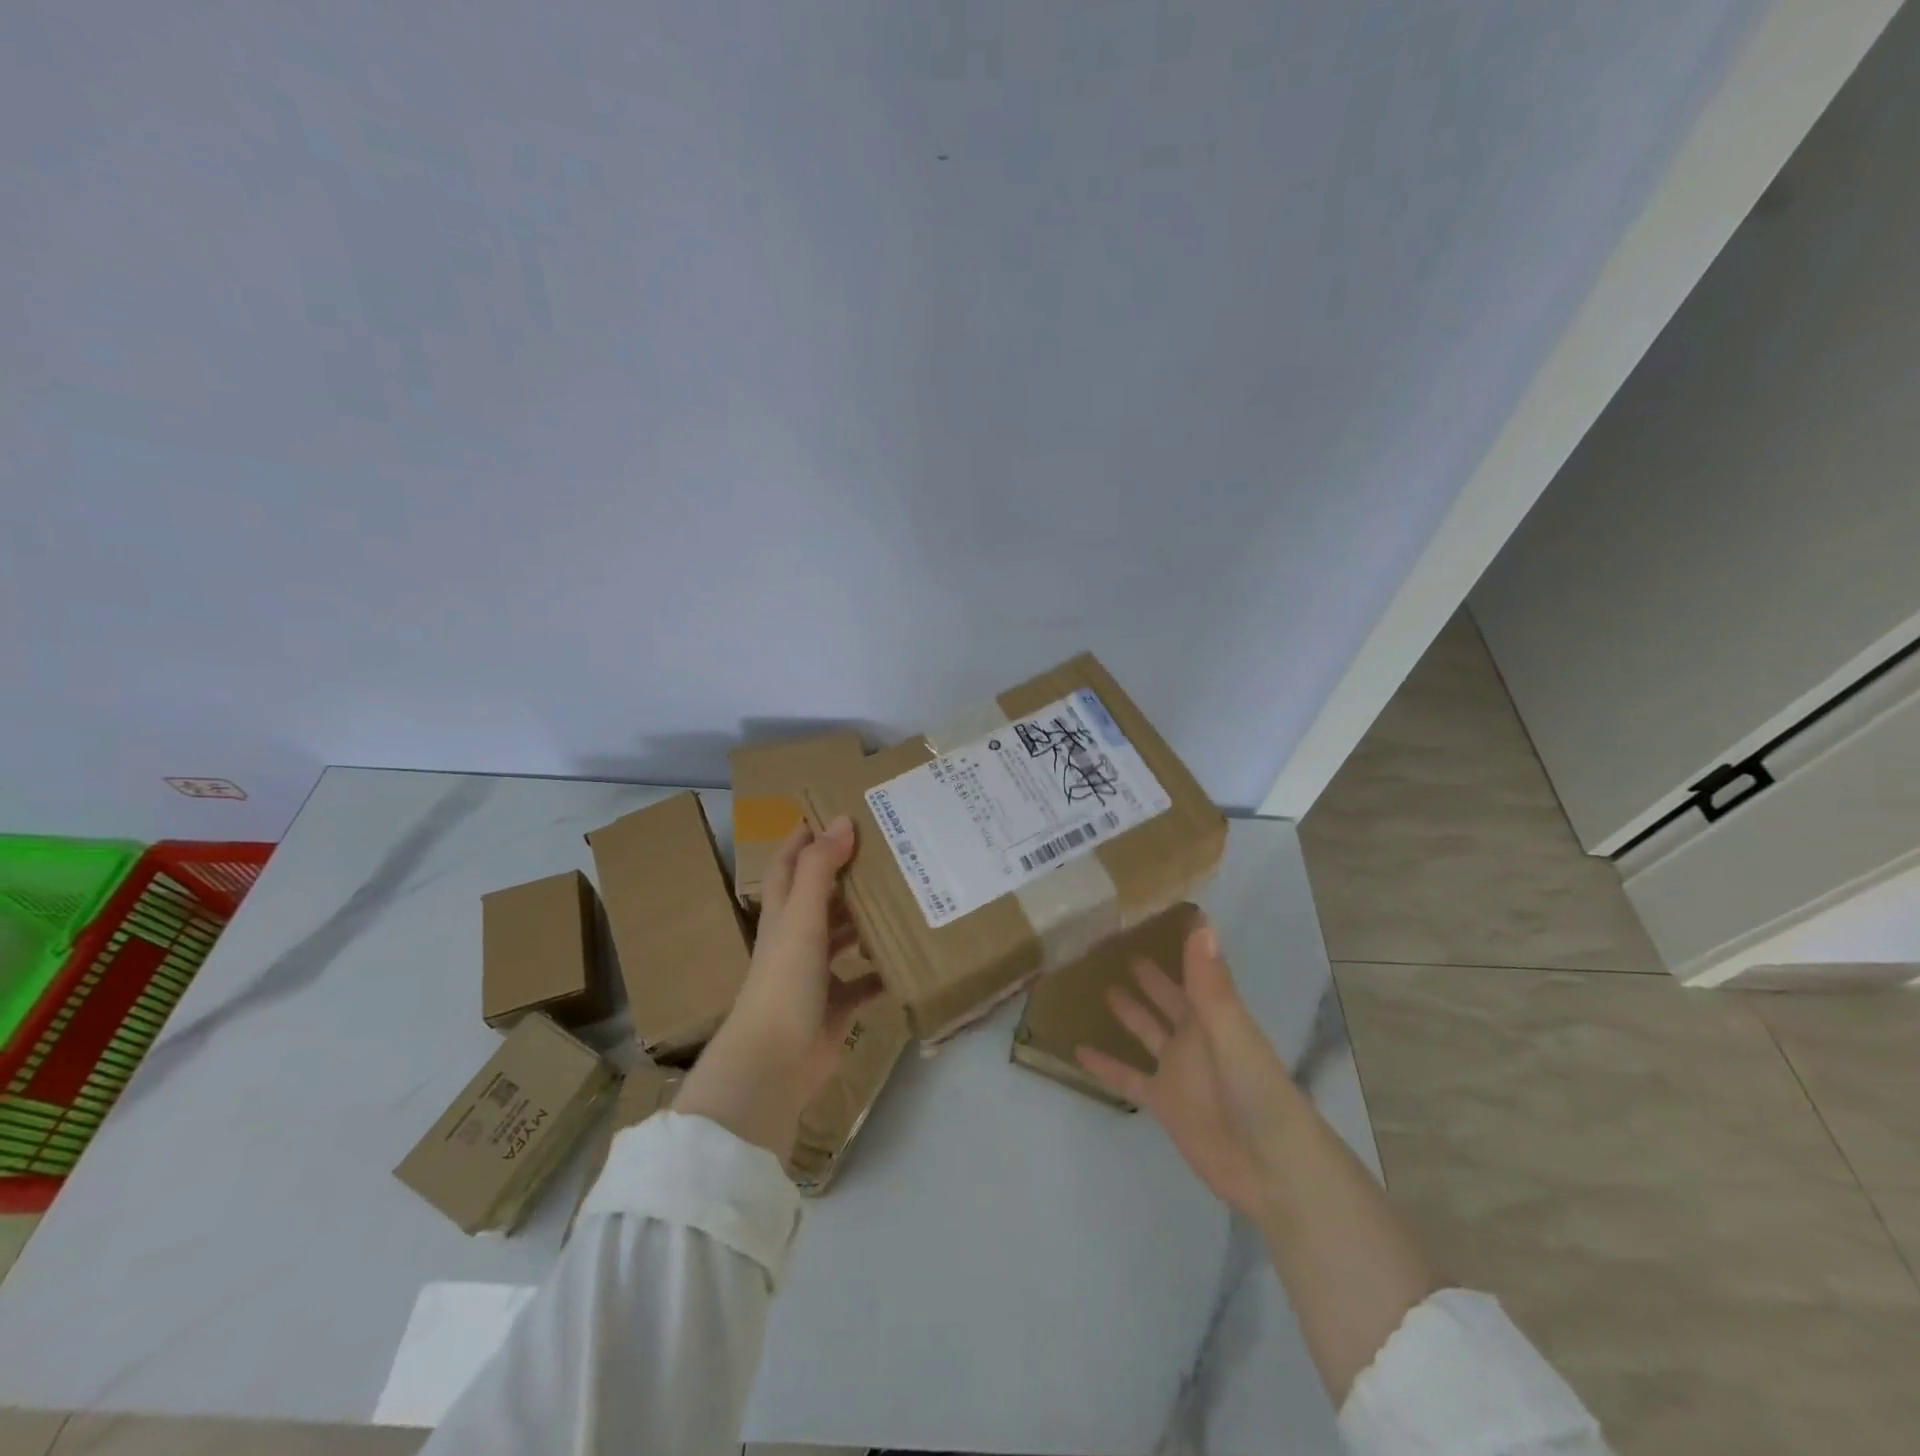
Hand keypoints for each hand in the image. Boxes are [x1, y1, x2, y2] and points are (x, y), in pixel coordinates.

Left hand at [676, 817, 881, 1159]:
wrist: (775, 1063)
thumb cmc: (785, 980)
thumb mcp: (802, 917)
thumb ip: (820, 869)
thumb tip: (842, 820)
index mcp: (783, 915)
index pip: (790, 864)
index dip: (803, 837)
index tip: (830, 811)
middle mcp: (797, 939)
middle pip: (820, 898)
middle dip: (845, 874)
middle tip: (885, 850)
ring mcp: (815, 975)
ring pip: (842, 938)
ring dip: (864, 920)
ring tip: (902, 896)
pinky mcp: (835, 1007)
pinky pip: (864, 983)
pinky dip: (881, 971)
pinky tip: (906, 958)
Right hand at [1075, 922, 1308, 1222]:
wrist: (1273, 1170)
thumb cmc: (1258, 1094)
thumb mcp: (1232, 1033)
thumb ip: (1211, 984)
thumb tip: (1200, 924)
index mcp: (1214, 1015)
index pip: (1193, 970)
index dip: (1178, 945)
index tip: (1154, 915)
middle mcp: (1195, 1036)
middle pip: (1167, 997)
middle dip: (1148, 974)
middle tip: (1115, 944)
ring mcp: (1178, 1070)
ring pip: (1147, 1031)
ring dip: (1128, 1010)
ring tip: (1099, 984)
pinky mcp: (1164, 1102)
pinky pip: (1128, 1077)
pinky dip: (1105, 1065)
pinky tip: (1078, 1050)